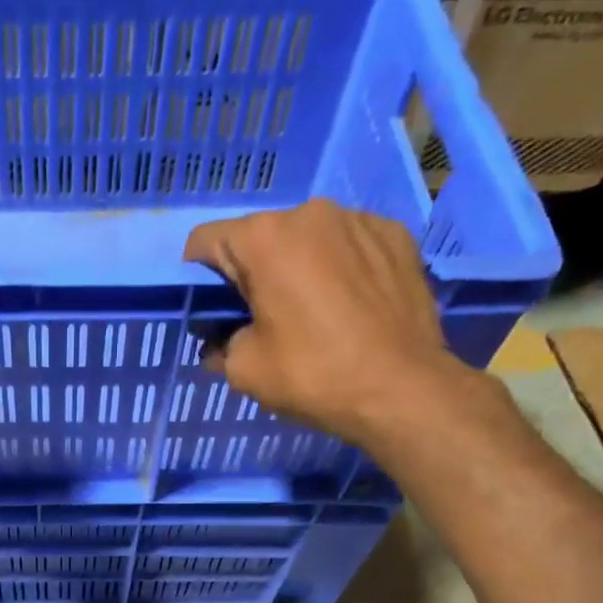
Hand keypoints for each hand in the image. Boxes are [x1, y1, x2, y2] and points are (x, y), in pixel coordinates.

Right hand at [183, 199, 466, 441]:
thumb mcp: (244, 370)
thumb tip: (220, 344)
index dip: (198, 278)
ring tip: (313, 313)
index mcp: (265, 239)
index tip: (212, 311)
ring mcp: (360, 220)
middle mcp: (311, 213)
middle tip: (262, 319)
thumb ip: (221, 345)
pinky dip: (340, 268)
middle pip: (260, 237)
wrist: (404, 390)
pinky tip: (350, 306)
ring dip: (298, 268)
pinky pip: (349, 245)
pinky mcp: (397, 236)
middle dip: (252, 273)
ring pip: (307, 239)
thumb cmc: (313, 375)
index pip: (205, 242)